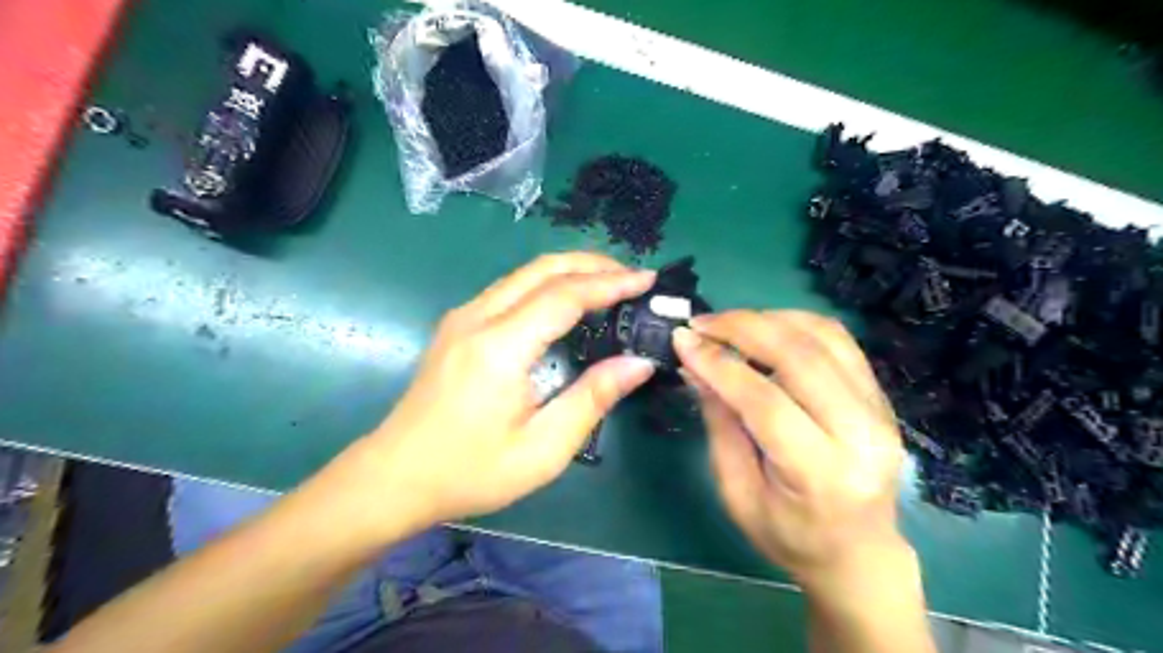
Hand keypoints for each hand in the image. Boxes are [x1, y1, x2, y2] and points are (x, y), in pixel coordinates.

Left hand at [348, 252, 658, 531]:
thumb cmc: (471, 470)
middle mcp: (477, 318)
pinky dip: (546, 284)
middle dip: (591, 264)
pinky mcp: (456, 326)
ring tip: (608, 283)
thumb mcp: (542, 448)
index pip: (564, 295)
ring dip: (569, 270)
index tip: (646, 279)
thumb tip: (638, 363)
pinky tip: (565, 302)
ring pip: (523, 274)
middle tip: (632, 276)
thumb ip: (592, 398)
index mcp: (500, 346)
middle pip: (542, 269)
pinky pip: (509, 289)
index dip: (610, 283)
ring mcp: (462, 318)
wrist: (395, 477)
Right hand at [673, 312, 907, 592]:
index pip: (765, 401)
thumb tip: (696, 368)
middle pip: (800, 357)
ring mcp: (879, 410)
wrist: (858, 553)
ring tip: (728, 323)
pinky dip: (797, 323)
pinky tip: (766, 326)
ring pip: (823, 337)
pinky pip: (839, 341)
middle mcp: (861, 435)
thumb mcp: (738, 494)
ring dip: (768, 319)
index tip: (683, 340)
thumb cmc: (789, 535)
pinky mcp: (880, 396)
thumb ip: (720, 426)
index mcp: (821, 474)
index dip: (719, 364)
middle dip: (742, 328)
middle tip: (701, 323)